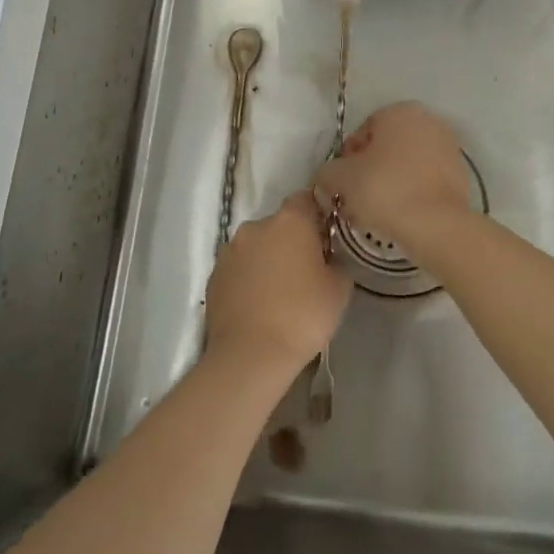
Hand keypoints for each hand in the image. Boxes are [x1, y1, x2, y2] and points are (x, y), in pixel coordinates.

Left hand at [205, 191, 351, 376]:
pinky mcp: (214, 275)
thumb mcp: (339, 289)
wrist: (250, 355)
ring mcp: (230, 251)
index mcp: (289, 222)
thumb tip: (328, 258)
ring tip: (280, 291)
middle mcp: (255, 227)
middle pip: (279, 224)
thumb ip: (337, 262)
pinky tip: (259, 304)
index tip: (327, 236)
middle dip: (292, 241)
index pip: (306, 199)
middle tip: (307, 270)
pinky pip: (239, 268)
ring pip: (256, 246)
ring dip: (268, 259)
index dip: (318, 214)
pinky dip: (249, 278)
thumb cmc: (302, 316)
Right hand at [313, 101, 472, 252]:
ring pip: (407, 164)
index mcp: (398, 111)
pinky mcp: (461, 173)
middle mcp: (428, 120)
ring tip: (379, 211)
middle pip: (386, 147)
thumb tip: (330, 177)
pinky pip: (426, 179)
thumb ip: (327, 171)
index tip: (344, 185)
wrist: (436, 224)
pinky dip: (412, 191)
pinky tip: (402, 214)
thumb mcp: (339, 178)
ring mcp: (449, 146)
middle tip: (358, 198)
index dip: (347, 161)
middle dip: (370, 170)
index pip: (361, 134)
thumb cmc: (384, 190)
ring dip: (391, 181)